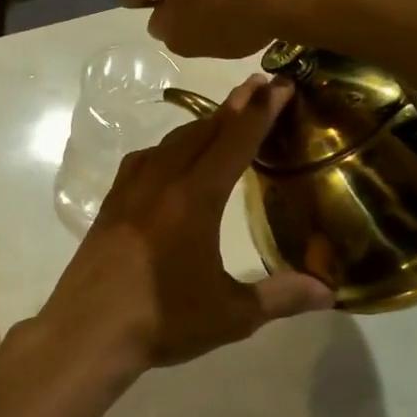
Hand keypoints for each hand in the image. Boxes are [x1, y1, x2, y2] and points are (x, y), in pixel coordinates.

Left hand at [34, 75, 333, 380]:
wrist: (87, 332)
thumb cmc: (162, 322)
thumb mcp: (230, 315)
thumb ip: (280, 297)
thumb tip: (329, 293)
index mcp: (195, 199)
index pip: (234, 143)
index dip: (259, 113)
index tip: (278, 84)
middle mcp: (161, 183)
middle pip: (201, 133)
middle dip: (233, 108)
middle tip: (257, 86)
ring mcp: (130, 192)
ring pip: (170, 143)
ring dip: (199, 126)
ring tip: (220, 119)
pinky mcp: (110, 206)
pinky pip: (142, 161)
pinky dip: (165, 149)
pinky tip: (166, 159)